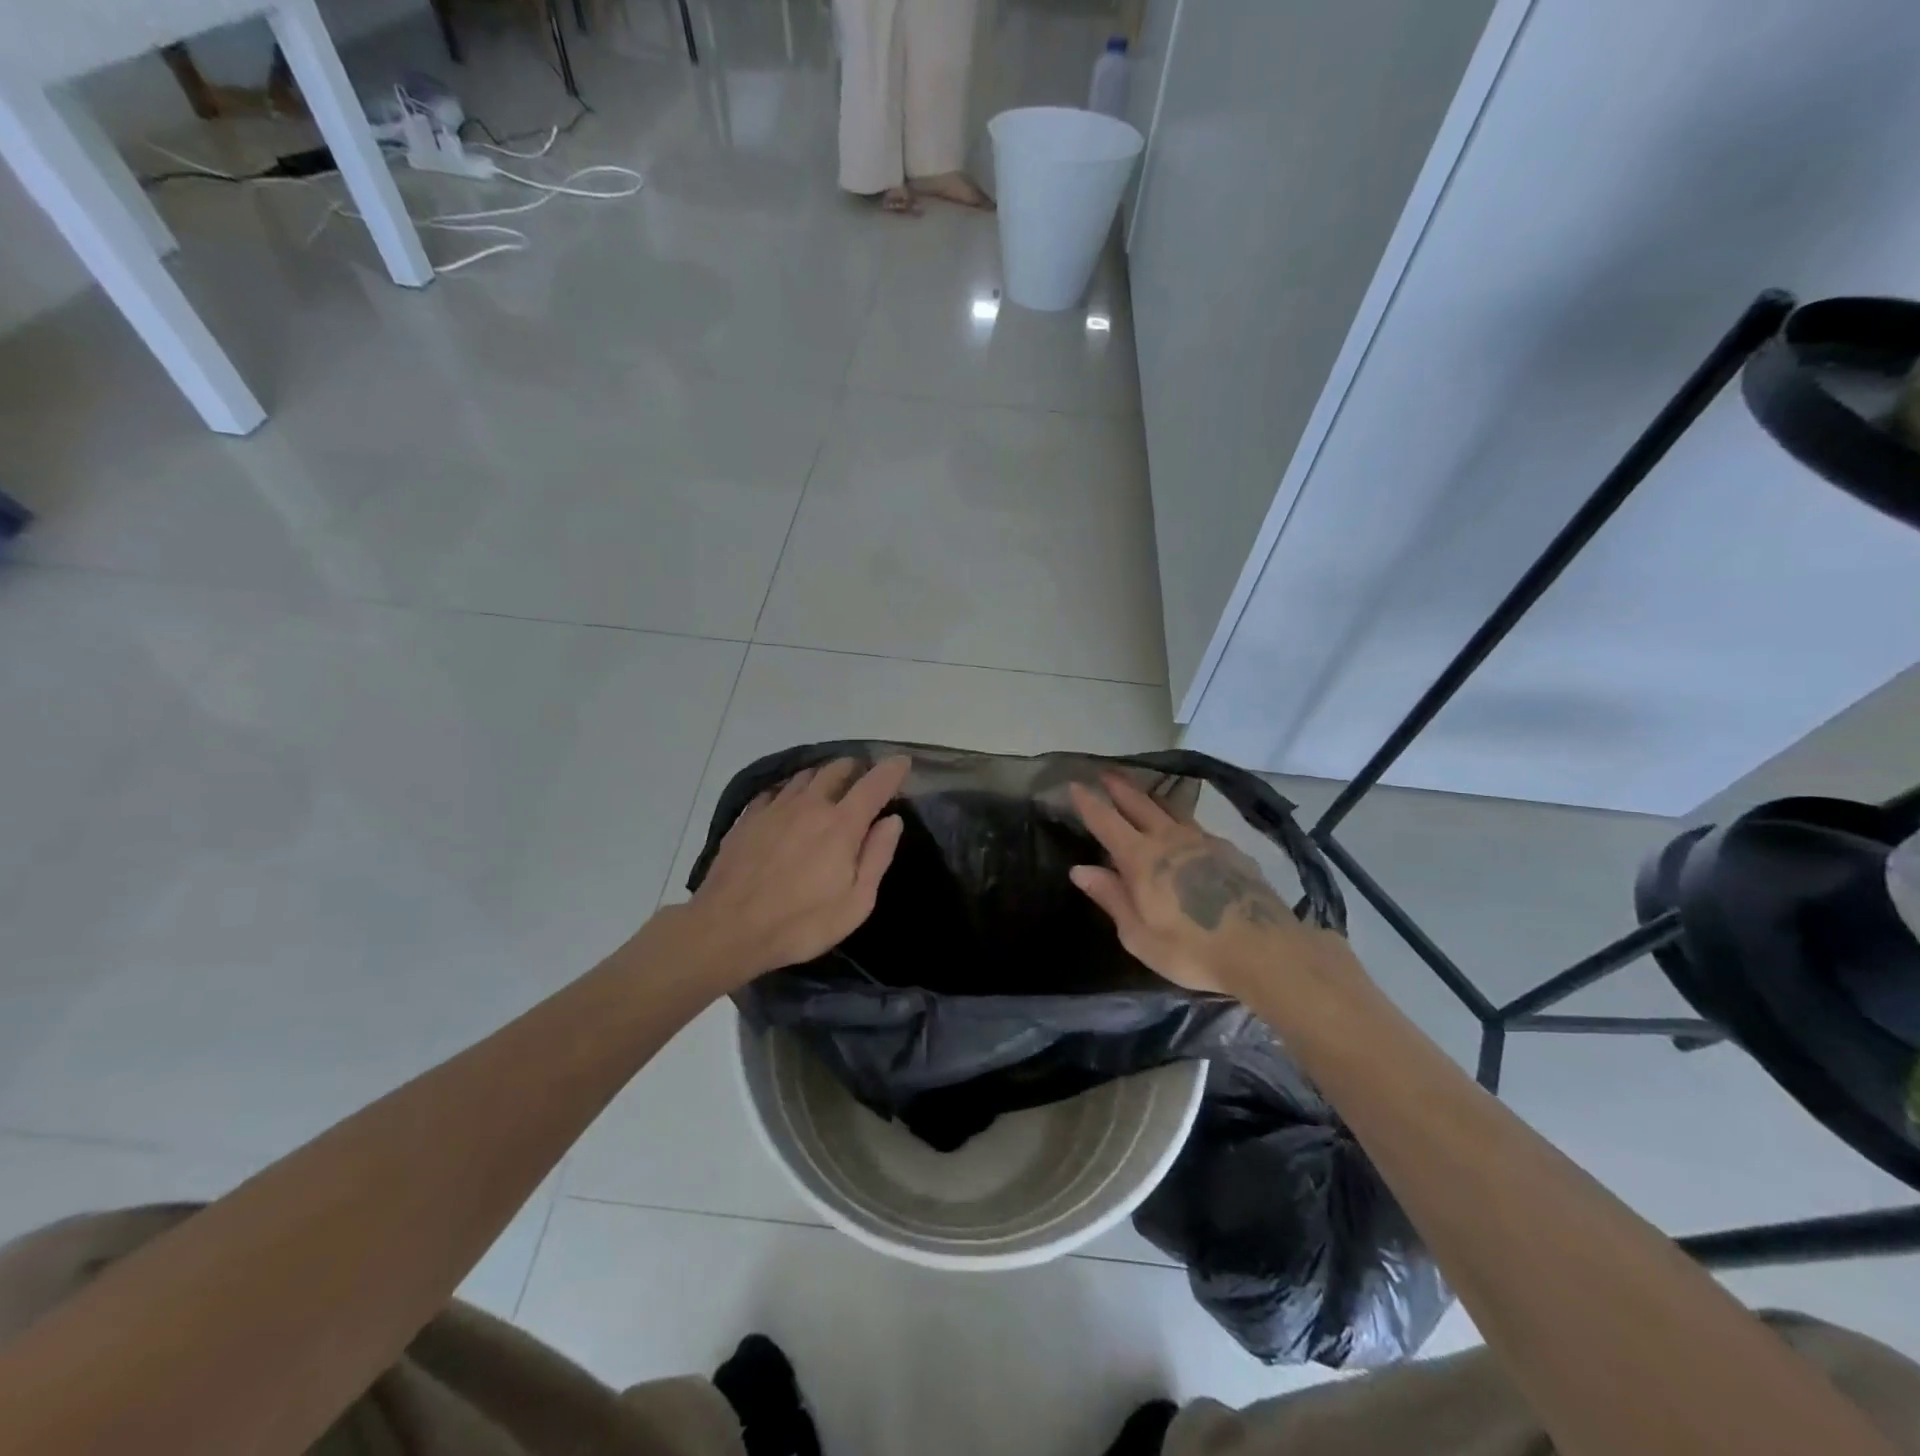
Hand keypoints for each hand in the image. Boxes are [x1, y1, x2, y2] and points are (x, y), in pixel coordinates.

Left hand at [679, 756, 909, 985]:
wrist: (727, 929)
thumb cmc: (801, 923)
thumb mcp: (855, 902)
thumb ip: (877, 856)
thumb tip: (892, 820)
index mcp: (841, 824)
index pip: (874, 784)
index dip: (892, 770)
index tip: (903, 762)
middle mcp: (810, 805)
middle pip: (837, 769)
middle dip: (856, 768)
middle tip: (864, 779)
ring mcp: (775, 808)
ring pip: (805, 776)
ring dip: (823, 776)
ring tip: (829, 787)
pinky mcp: (749, 818)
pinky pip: (775, 790)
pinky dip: (790, 789)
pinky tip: (789, 803)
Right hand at [1068, 774, 1332, 996]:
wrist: (1263, 950)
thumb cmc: (1191, 949)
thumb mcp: (1138, 935)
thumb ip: (1111, 897)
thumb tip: (1080, 869)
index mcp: (1141, 858)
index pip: (1106, 821)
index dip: (1089, 802)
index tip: (1075, 784)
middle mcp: (1170, 839)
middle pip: (1140, 804)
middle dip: (1120, 788)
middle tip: (1107, 773)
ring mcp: (1205, 842)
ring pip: (1173, 810)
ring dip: (1153, 799)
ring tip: (1146, 794)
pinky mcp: (1232, 852)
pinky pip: (1199, 828)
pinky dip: (1183, 823)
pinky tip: (1188, 835)